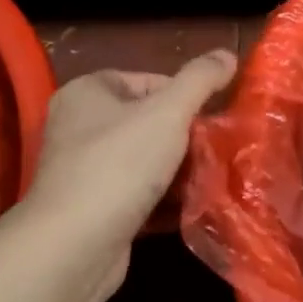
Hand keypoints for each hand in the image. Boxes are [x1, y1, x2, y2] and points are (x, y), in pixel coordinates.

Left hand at [21, 51, 237, 281]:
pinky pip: (137, 193)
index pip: (148, 81)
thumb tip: (228, 54)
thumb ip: (200, 79)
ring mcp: (83, 171)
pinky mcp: (93, 209)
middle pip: (147, 121)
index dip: (184, 97)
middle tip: (216, 150)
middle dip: (184, 136)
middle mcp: (78, 126)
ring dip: (177, 169)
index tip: (212, 119)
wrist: (74, 247)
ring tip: (212, 177)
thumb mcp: (168, 112)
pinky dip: (163, 198)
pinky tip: (193, 206)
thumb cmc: (119, 164)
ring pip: (145, 160)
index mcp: (87, 92)